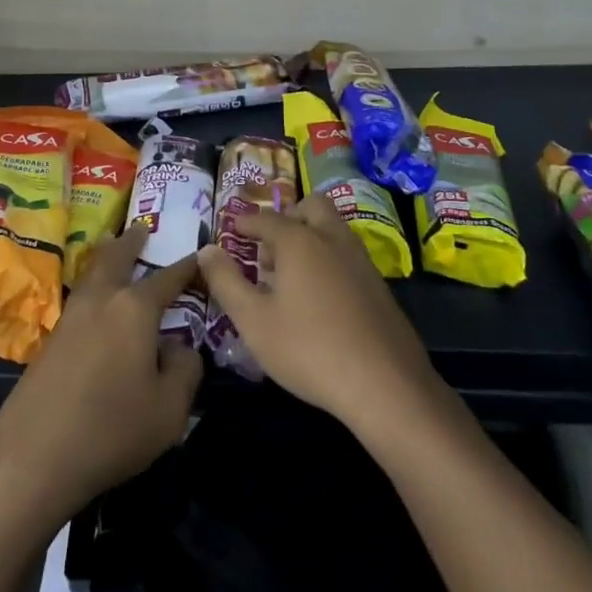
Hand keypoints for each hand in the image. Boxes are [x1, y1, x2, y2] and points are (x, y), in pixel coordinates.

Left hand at [0, 224, 202, 530]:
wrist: (33, 456)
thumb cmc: (111, 429)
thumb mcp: (169, 410)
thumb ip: (185, 370)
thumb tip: (179, 347)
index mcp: (134, 308)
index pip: (168, 278)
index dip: (187, 267)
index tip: (201, 255)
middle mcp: (102, 300)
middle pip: (117, 257)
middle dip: (132, 241)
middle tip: (142, 228)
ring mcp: (71, 317)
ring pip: (92, 272)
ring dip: (107, 256)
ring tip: (115, 248)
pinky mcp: (51, 340)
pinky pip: (80, 296)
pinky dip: (93, 284)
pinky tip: (96, 301)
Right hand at [199, 193, 444, 435]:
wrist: (385, 385)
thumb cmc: (309, 349)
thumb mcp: (253, 320)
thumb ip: (226, 281)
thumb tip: (207, 249)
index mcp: (299, 240)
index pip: (266, 218)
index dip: (245, 222)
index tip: (232, 229)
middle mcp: (332, 239)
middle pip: (310, 207)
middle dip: (287, 218)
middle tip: (269, 248)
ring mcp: (360, 260)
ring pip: (333, 229)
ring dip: (310, 237)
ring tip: (290, 276)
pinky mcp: (379, 285)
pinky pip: (347, 254)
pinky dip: (329, 259)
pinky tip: (320, 298)